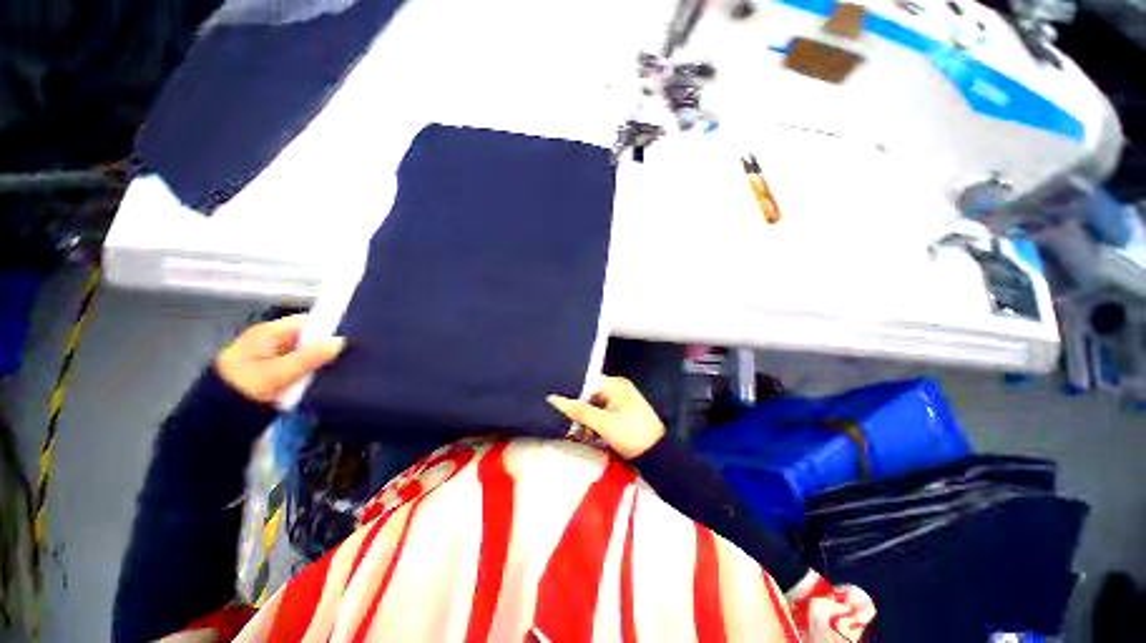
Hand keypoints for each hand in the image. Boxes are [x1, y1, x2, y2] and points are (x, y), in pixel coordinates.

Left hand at [215, 315, 344, 403]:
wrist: (213, 421)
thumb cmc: (241, 390)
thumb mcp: (276, 374)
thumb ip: (309, 357)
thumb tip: (341, 342)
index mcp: (269, 333)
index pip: (308, 321)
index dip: (330, 327)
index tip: (354, 337)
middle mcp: (272, 341)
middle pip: (309, 338)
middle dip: (329, 346)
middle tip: (353, 354)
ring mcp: (273, 357)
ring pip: (307, 353)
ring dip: (322, 360)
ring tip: (347, 366)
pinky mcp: (275, 373)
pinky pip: (302, 366)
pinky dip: (313, 371)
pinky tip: (328, 377)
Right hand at [547, 377, 665, 458]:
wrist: (657, 455)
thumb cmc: (632, 434)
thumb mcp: (603, 423)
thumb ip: (579, 411)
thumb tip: (554, 399)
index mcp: (615, 384)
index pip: (585, 383)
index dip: (571, 394)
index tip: (557, 406)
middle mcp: (617, 388)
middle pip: (589, 395)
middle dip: (577, 410)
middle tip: (566, 424)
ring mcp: (620, 401)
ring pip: (593, 406)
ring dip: (584, 419)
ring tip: (577, 433)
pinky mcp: (621, 414)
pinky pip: (601, 414)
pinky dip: (593, 423)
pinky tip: (587, 435)